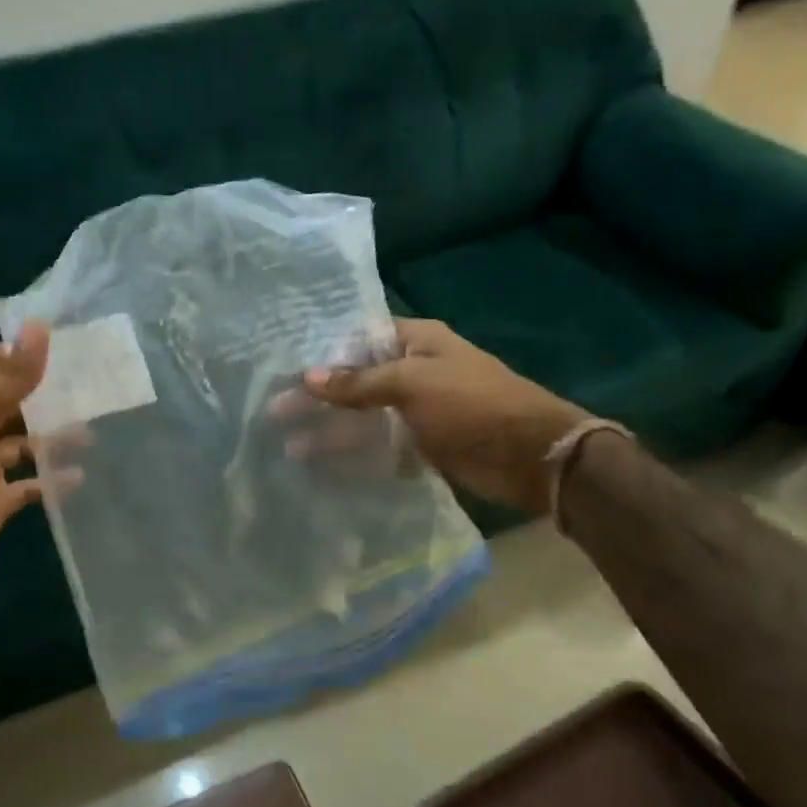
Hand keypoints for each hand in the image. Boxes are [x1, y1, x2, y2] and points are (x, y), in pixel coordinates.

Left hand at [0, 324, 51, 616]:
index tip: (40, 350)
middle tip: (79, 387)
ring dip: (49, 438)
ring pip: (18, 446)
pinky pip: (27, 487)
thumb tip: (39, 325)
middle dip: (36, 396)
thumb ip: (9, 376)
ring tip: (88, 432)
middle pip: (1, 405)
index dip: (0, 356)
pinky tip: (77, 477)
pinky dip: (50, 481)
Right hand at [302, 319, 589, 514]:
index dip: (322, 354)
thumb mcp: (413, 383)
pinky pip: (379, 447)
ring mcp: (416, 411)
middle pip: (354, 381)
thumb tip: (308, 377)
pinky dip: (354, 455)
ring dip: (331, 432)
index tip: (282, 370)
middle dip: (318, 398)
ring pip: (364, 418)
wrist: (531, 456)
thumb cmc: (472, 404)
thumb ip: (359, 382)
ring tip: (290, 448)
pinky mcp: (421, 445)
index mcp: (416, 341)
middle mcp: (413, 371)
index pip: (357, 339)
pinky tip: (322, 467)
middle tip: (274, 414)